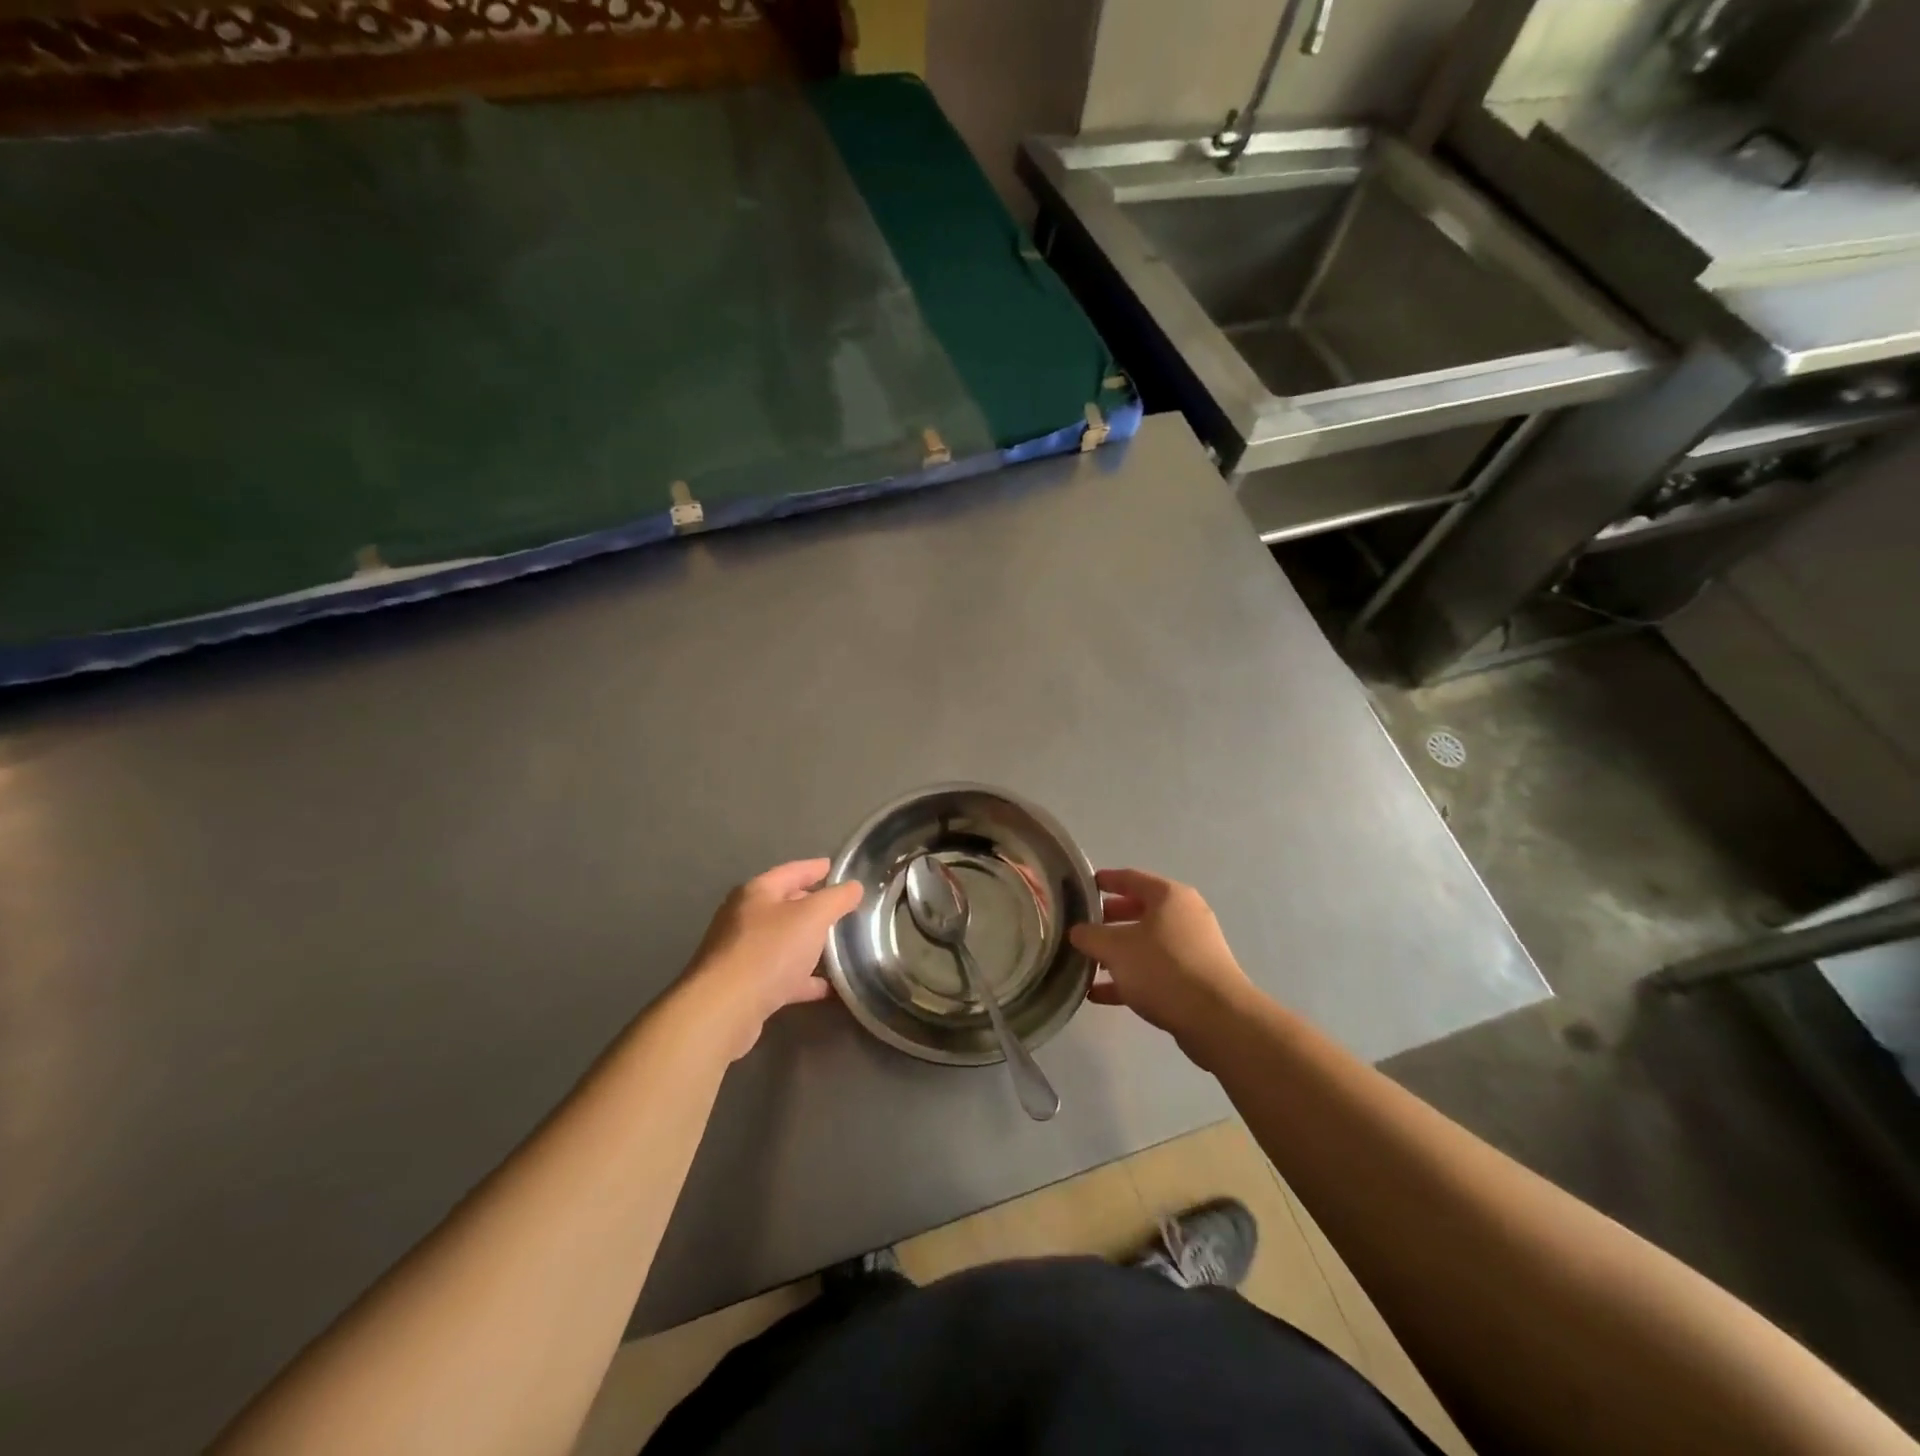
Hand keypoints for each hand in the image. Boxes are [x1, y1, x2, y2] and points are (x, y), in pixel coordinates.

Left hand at [682, 859, 862, 1060]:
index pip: (792, 871)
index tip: (836, 867)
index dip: (816, 868)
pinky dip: (802, 979)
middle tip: (841, 907)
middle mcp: (744, 918)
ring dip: (808, 943)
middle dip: (812, 905)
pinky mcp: (744, 986)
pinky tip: (825, 987)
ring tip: (837, 946)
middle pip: (784, 905)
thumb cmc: (769, 951)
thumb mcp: (812, 917)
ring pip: (783, 941)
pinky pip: (780, 975)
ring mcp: (741, 953)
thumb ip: (836, 899)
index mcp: (757, 893)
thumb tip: (853, 887)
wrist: (724, 1009)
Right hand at [1069, 869, 1254, 1052]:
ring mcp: (1191, 949)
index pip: (1130, 878)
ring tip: (1085, 964)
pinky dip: (1128, 978)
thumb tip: (1076, 931)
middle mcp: (1184, 916)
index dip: (1104, 880)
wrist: (1217, 1019)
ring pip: (1145, 944)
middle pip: (1138, 911)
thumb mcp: (1116, 949)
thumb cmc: (1163, 969)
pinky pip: (1154, 971)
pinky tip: (1099, 994)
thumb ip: (1090, 936)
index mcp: (1169, 896)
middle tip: (1080, 928)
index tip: (1081, 886)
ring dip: (1116, 953)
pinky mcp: (1194, 979)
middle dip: (1107, 921)